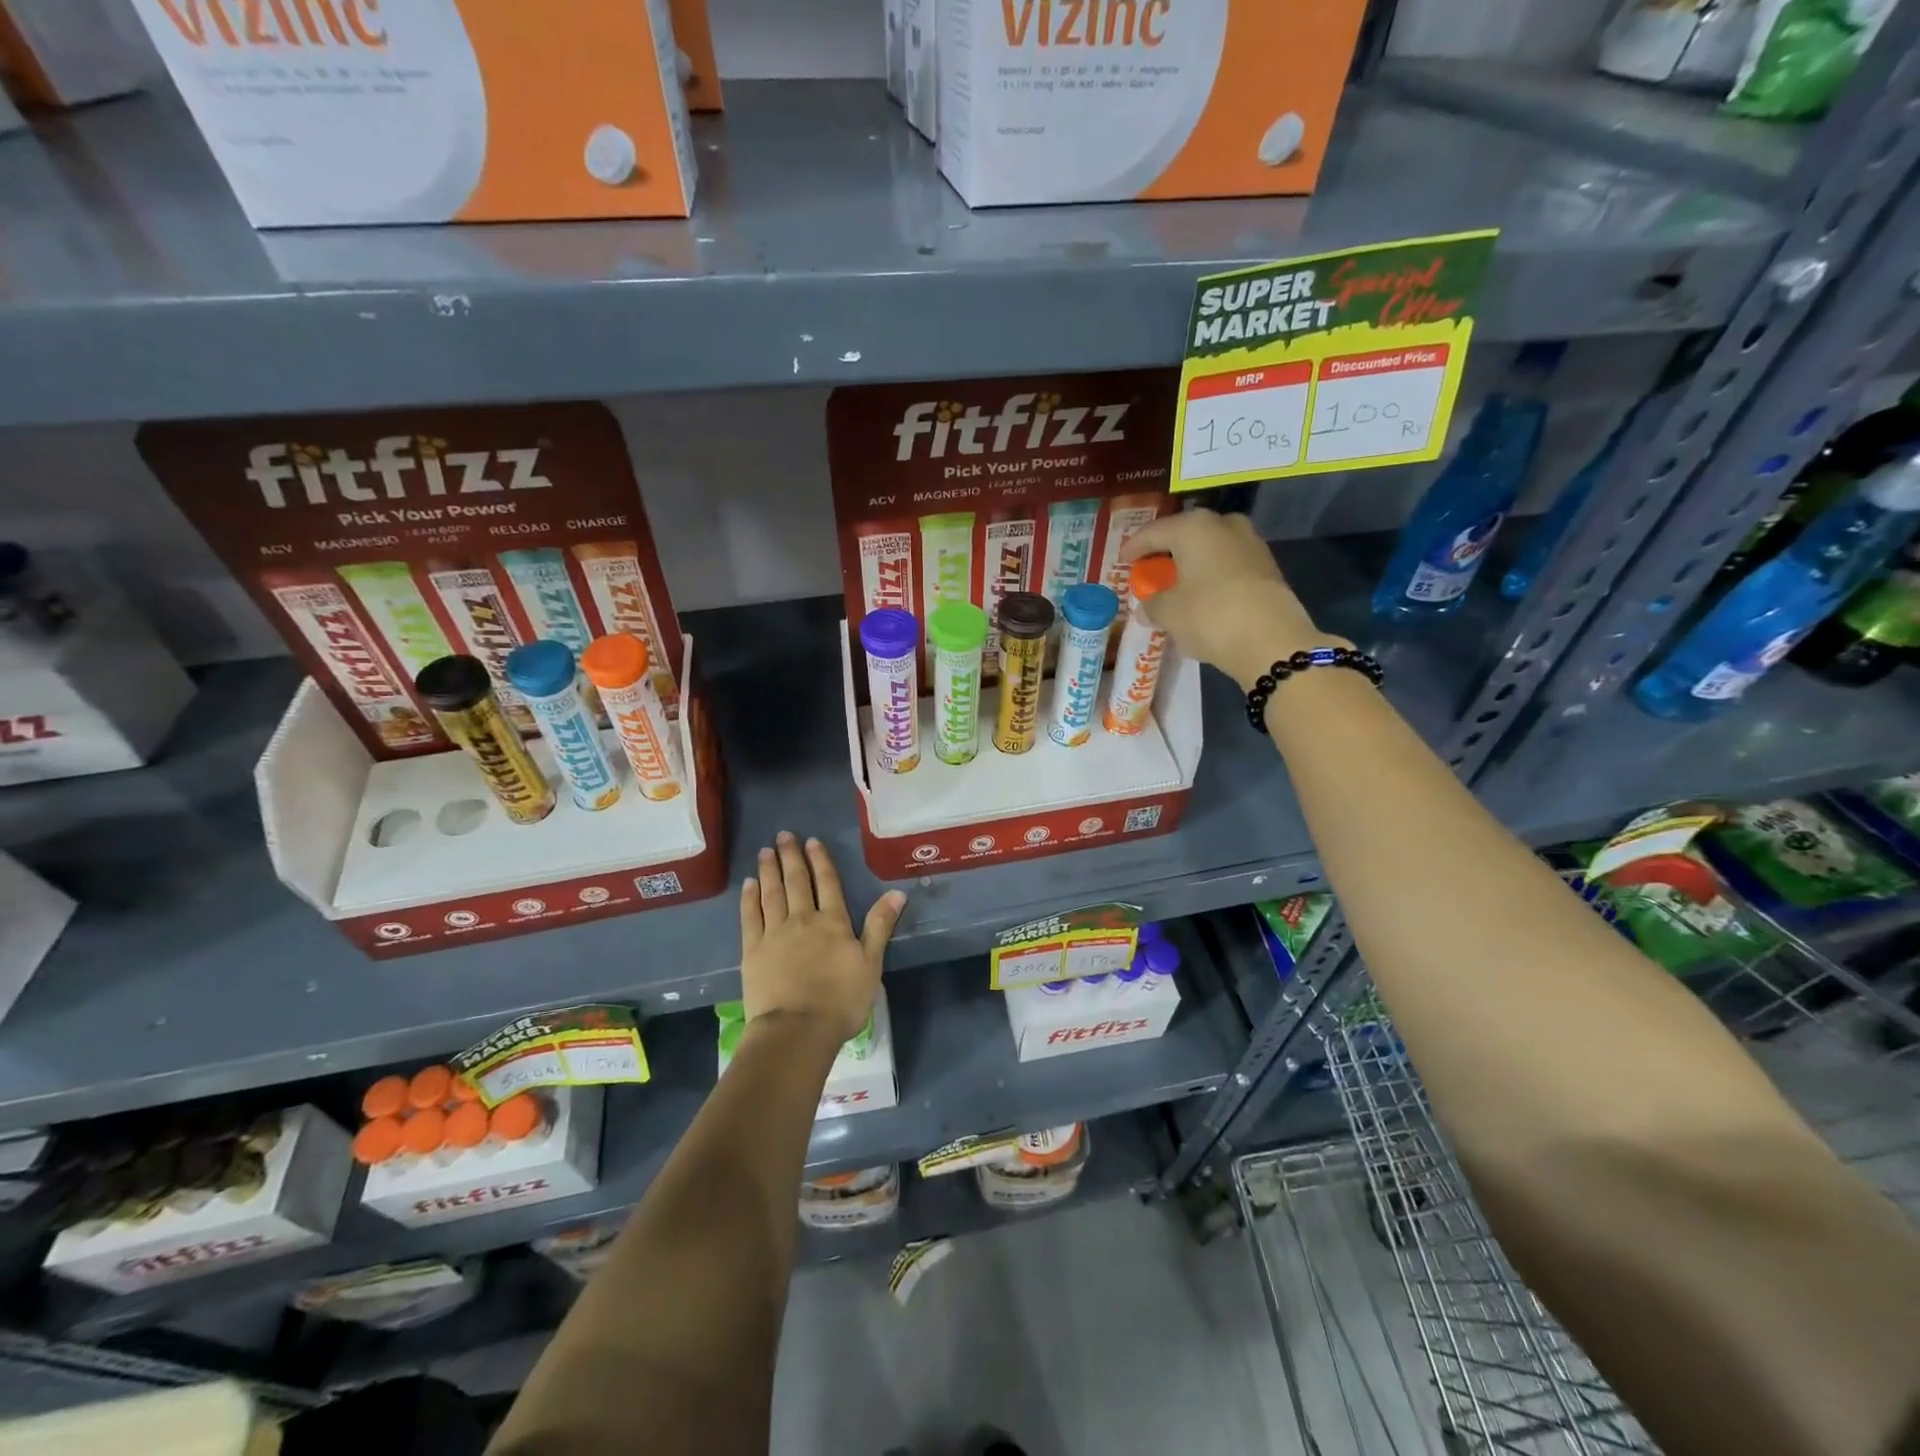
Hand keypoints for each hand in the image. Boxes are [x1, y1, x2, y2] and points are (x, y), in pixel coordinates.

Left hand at [739, 831, 906, 1046]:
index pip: (827, 883)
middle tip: (783, 836)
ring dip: (769, 870)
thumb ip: (880, 926)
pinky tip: (749, 884)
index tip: (813, 841)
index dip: (820, 861)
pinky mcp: (752, 950)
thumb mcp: (871, 964)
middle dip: (791, 856)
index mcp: (833, 922)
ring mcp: (774, 933)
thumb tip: (897, 892)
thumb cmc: (841, 1000)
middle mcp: (802, 919)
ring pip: (772, 893)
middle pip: (796, 881)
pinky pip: (750, 916)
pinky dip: (750, 898)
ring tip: (765, 851)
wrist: (797, 1029)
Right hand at [1120, 509, 1344, 689]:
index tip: (1123, 561)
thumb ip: (1152, 605)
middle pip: (1184, 536)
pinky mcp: (1267, 566)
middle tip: (1150, 571)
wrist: (1271, 640)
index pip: (1153, 533)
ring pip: (1209, 549)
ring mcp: (1250, 543)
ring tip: (1176, 586)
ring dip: (1191, 565)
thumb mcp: (1168, 613)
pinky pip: (1227, 565)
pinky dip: (1211, 576)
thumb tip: (1146, 607)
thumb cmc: (1209, 616)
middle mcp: (1223, 525)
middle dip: (1166, 554)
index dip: (1134, 548)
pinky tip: (1202, 596)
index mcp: (1192, 528)